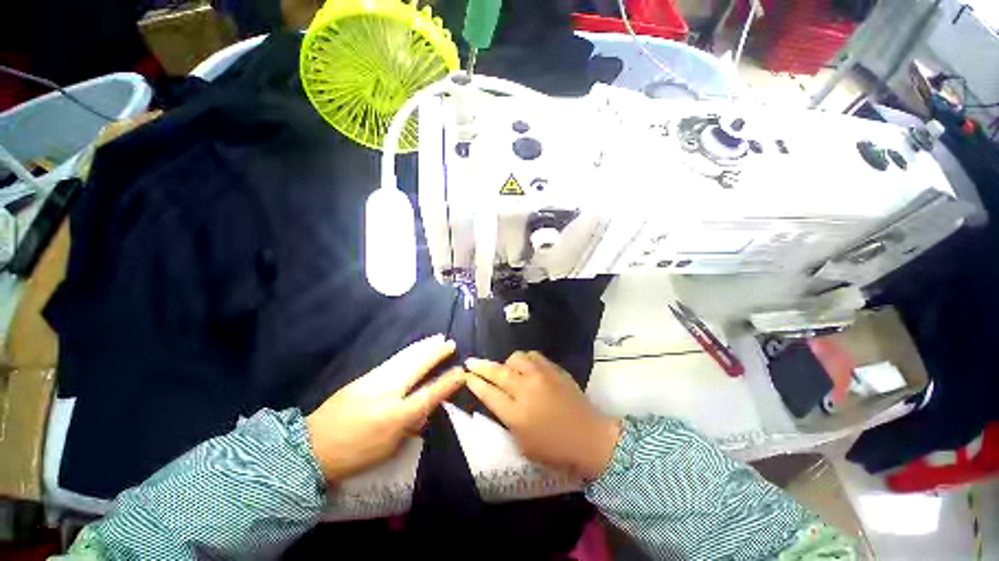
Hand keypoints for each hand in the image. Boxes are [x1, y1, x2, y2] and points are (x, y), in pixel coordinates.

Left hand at [306, 335, 463, 481]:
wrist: (310, 448)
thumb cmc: (354, 455)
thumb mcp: (388, 449)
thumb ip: (410, 426)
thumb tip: (426, 409)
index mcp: (395, 417)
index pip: (429, 394)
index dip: (448, 382)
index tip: (461, 371)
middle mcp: (386, 393)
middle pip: (416, 366)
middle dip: (435, 353)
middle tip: (450, 342)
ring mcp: (373, 381)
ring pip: (404, 358)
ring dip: (423, 347)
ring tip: (436, 338)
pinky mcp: (363, 377)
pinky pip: (393, 360)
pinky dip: (408, 352)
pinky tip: (414, 348)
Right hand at [464, 351, 621, 479]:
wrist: (589, 436)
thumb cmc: (554, 448)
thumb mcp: (523, 444)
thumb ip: (506, 420)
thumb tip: (497, 399)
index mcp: (516, 414)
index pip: (488, 393)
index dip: (474, 383)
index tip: (465, 375)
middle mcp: (526, 390)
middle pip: (497, 372)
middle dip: (480, 366)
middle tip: (471, 361)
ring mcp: (541, 376)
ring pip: (515, 358)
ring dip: (507, 363)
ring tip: (508, 370)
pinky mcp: (554, 369)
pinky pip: (533, 356)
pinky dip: (525, 360)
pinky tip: (526, 367)